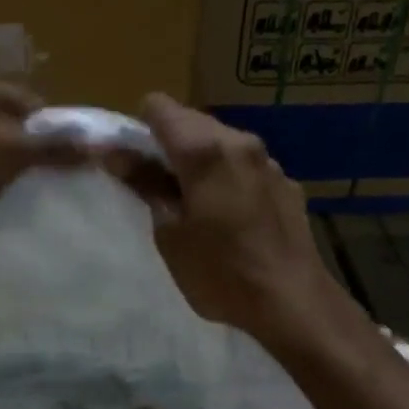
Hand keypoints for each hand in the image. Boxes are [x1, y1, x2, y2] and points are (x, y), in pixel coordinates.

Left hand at [0, 69, 76, 274]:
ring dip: (5, 171)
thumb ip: (49, 147)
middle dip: (29, 154)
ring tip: (18, 199)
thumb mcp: (4, 157)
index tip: (69, 168)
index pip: (31, 104)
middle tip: (47, 186)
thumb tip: (94, 144)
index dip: (54, 134)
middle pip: (9, 126)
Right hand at [115, 94, 346, 344]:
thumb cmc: (219, 272)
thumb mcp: (169, 233)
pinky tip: (232, 220)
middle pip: (192, 122)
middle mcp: (239, 142)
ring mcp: (269, 162)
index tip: (132, 163)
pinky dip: (230, 179)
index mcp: (204, 149)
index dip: (138, 129)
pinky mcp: (287, 184)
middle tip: (158, 190)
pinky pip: (247, 168)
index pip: (158, 107)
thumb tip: (116, 153)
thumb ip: (144, 184)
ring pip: (223, 144)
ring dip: (202, 162)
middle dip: (169, 146)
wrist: (291, 301)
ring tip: (196, 207)